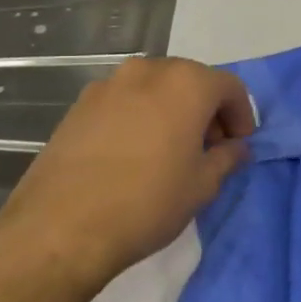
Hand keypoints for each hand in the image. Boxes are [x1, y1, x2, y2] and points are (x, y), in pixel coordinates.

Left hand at [0, 57, 254, 301]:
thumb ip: (227, 158)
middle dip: (206, 109)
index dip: (241, 115)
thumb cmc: (147, 203)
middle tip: (209, 146)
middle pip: (191, 80)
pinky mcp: (79, 106)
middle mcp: (148, 72)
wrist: (60, 229)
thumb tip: (235, 148)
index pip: (229, 87)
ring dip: (172, 110)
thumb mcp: (202, 185)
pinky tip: (135, 154)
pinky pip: (125, 102)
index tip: (239, 144)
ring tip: (171, 149)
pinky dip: (140, 117)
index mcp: (186, 84)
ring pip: (155, 88)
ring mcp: (108, 86)